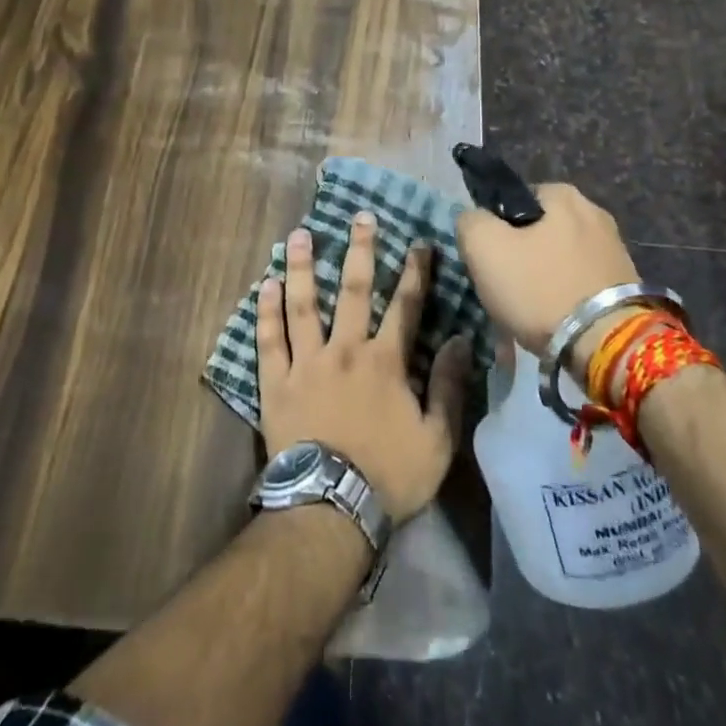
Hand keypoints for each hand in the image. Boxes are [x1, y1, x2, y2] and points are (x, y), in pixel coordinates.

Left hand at [258, 212, 469, 523]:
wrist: (331, 508)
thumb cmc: (389, 475)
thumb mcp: (437, 440)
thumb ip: (449, 387)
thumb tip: (460, 339)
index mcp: (385, 362)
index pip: (405, 306)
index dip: (415, 272)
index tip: (419, 242)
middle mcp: (345, 349)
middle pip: (353, 290)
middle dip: (359, 250)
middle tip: (360, 217)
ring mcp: (307, 363)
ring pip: (303, 304)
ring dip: (302, 267)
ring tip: (299, 234)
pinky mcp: (276, 382)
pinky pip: (269, 339)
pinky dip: (266, 310)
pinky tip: (265, 283)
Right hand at [456, 183, 642, 364]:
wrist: (606, 346)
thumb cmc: (540, 288)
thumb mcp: (484, 247)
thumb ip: (470, 221)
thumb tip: (475, 220)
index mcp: (563, 194)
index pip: (514, 200)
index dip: (495, 228)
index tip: (490, 259)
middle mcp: (595, 213)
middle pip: (538, 231)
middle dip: (521, 255)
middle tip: (507, 287)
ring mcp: (614, 250)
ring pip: (558, 258)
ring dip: (543, 278)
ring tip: (531, 310)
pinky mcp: (626, 284)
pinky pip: (580, 282)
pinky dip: (565, 297)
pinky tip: (556, 320)